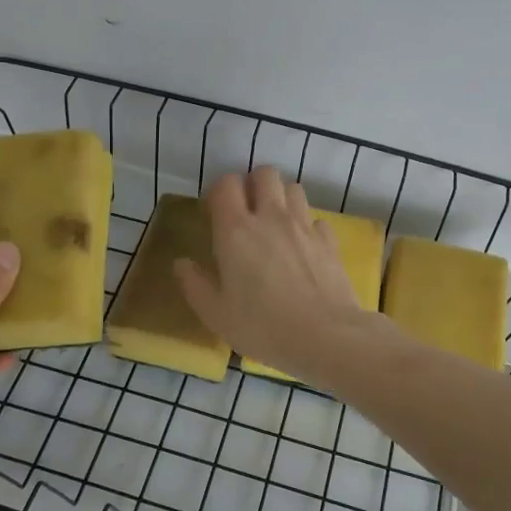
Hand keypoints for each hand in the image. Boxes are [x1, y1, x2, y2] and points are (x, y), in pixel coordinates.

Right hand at [174, 167, 374, 380]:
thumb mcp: (216, 314)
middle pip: (264, 173)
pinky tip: (304, 247)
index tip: (216, 213)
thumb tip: (182, 263)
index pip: (226, 184)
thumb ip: (195, 285)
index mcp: (235, 230)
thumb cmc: (262, 326)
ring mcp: (304, 226)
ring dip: (282, 198)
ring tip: (276, 224)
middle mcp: (270, 217)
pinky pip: (316, 219)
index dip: (220, 192)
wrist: (325, 336)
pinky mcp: (329, 240)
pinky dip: (308, 226)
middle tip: (248, 212)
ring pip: (293, 188)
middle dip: (254, 184)